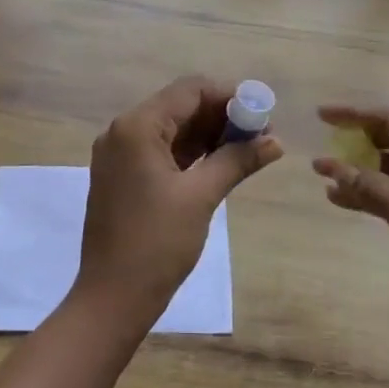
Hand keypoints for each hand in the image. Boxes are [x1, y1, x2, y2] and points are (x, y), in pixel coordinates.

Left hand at [78, 76, 282, 315]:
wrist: (112, 297)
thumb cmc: (156, 242)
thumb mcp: (201, 196)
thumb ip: (237, 160)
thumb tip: (276, 141)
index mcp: (137, 127)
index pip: (189, 90)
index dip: (228, 96)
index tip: (262, 113)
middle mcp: (123, 132)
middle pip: (180, 107)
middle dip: (221, 116)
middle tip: (262, 134)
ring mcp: (120, 155)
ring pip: (172, 130)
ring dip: (209, 135)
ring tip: (250, 149)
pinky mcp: (123, 177)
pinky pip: (161, 152)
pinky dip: (191, 154)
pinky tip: (222, 163)